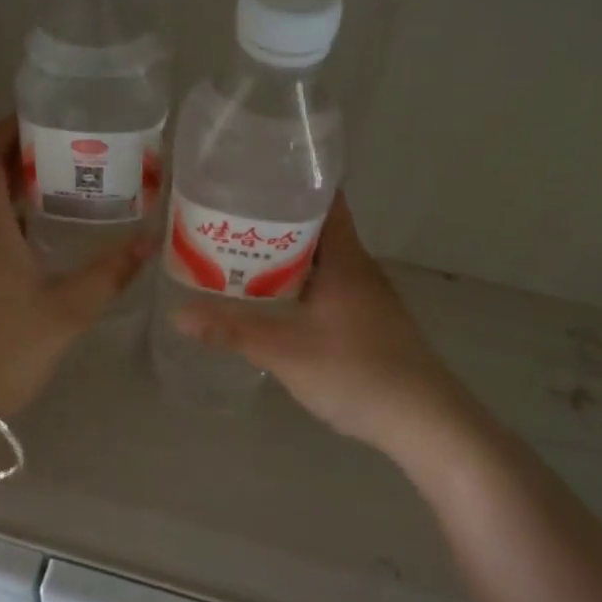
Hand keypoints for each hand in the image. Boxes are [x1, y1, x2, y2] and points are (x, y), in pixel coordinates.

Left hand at [0, 116, 153, 416]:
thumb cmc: (8, 347)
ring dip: (8, 192)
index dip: (6, 131)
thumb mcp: (69, 309)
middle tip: (62, 154)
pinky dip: (1, 222)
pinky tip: (35, 242)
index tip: (39, 119)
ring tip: (56, 191)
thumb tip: (150, 241)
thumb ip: (111, 272)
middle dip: (15, 159)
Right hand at [173, 194, 463, 457]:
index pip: (323, 199)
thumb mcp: (284, 351)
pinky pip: (330, 286)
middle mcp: (359, 267)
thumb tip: (177, 315)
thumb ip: (232, 331)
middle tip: (228, 223)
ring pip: (322, 261)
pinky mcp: (371, 320)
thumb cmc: (355, 371)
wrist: (423, 420)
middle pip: (316, 229)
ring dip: (287, 257)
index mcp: (344, 257)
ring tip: (241, 259)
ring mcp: (369, 295)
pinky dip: (301, 284)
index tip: (249, 181)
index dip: (289, 185)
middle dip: (275, 223)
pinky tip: (276, 303)